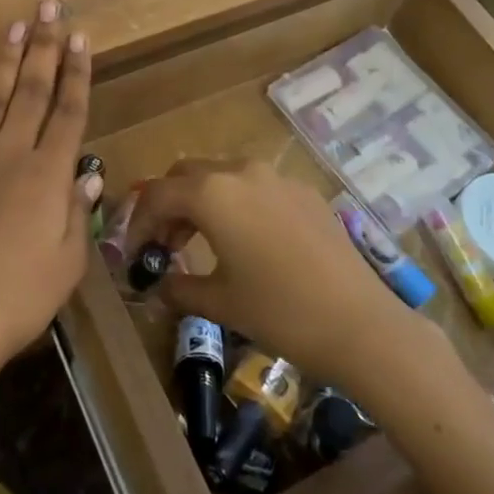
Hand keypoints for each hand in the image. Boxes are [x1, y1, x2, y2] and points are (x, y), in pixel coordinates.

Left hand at [0, 0, 96, 396]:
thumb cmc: (16, 298)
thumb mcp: (66, 264)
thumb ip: (77, 213)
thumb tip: (88, 175)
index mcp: (48, 176)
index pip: (69, 112)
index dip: (77, 72)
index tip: (80, 37)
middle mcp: (10, 155)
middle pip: (31, 91)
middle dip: (43, 47)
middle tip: (49, 7)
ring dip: (5, 59)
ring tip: (15, 24)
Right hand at [128, 161, 424, 391]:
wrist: (359, 322)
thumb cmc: (279, 312)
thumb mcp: (220, 302)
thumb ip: (179, 287)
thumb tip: (159, 285)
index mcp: (212, 194)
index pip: (157, 196)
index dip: (138, 223)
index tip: (134, 254)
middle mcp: (241, 172)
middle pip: (187, 175)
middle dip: (168, 205)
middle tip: (164, 244)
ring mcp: (276, 177)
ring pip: (222, 174)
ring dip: (202, 200)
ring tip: (200, 241)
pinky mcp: (304, 191)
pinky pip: (256, 185)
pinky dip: (236, 202)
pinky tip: (246, 239)